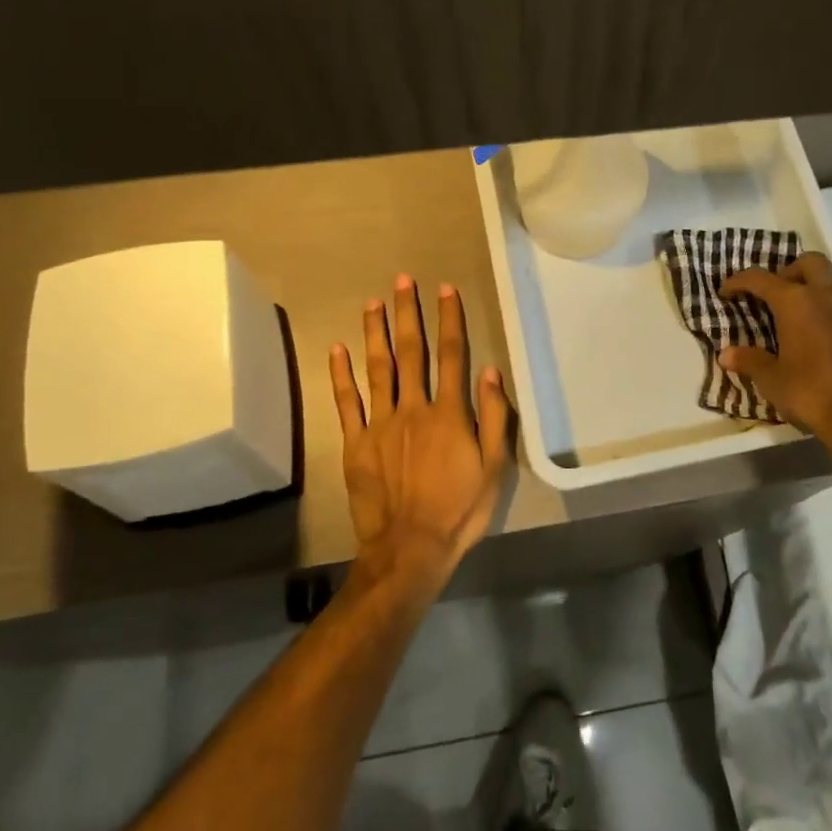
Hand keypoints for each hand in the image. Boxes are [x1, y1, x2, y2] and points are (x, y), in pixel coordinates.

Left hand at [330, 275, 512, 593]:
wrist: (410, 549)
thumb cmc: (459, 509)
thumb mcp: (494, 468)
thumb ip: (493, 417)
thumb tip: (489, 370)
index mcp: (448, 413)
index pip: (451, 355)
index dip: (449, 320)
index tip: (445, 290)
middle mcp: (413, 408)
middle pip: (411, 352)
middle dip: (407, 314)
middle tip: (402, 281)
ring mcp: (380, 424)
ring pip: (377, 369)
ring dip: (375, 332)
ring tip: (373, 302)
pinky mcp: (356, 444)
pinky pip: (347, 403)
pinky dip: (341, 375)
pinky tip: (337, 349)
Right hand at [718, 253, 831, 452]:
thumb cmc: (811, 392)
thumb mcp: (772, 380)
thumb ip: (749, 361)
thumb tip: (726, 355)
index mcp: (798, 302)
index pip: (762, 278)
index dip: (739, 281)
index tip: (726, 291)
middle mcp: (828, 299)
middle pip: (810, 263)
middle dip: (789, 270)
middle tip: (774, 293)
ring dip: (813, 294)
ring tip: (795, 322)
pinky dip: (829, 319)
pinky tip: (820, 346)